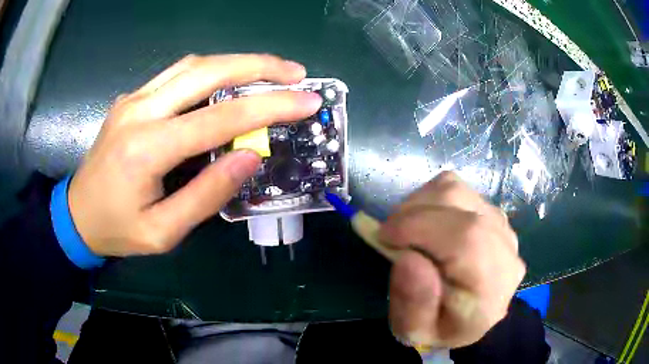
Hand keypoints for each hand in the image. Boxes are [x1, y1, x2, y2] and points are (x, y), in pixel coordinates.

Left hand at [68, 54, 321, 256]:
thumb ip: (206, 195)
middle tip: (296, 73)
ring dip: (236, 61)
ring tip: (271, 70)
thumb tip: (249, 156)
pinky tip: (230, 76)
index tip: (307, 101)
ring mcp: (133, 99)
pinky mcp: (132, 98)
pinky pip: (177, 73)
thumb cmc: (117, 230)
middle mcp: (139, 111)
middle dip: (258, 66)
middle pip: (207, 71)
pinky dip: (212, 69)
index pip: (220, 118)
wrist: (77, 213)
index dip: (269, 107)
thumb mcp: (163, 232)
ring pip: (193, 64)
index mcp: (146, 149)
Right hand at [382, 172, 524, 348]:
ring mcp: (500, 223)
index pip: (466, 237)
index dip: (420, 227)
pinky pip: (456, 189)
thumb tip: (407, 258)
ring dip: (419, 203)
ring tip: (405, 229)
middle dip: (413, 213)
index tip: (384, 236)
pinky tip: (424, 223)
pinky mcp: (490, 211)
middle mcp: (505, 246)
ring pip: (455, 189)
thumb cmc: (443, 326)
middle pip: (459, 204)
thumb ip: (413, 303)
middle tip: (388, 235)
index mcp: (492, 284)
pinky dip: (430, 199)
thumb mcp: (415, 331)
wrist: (471, 316)